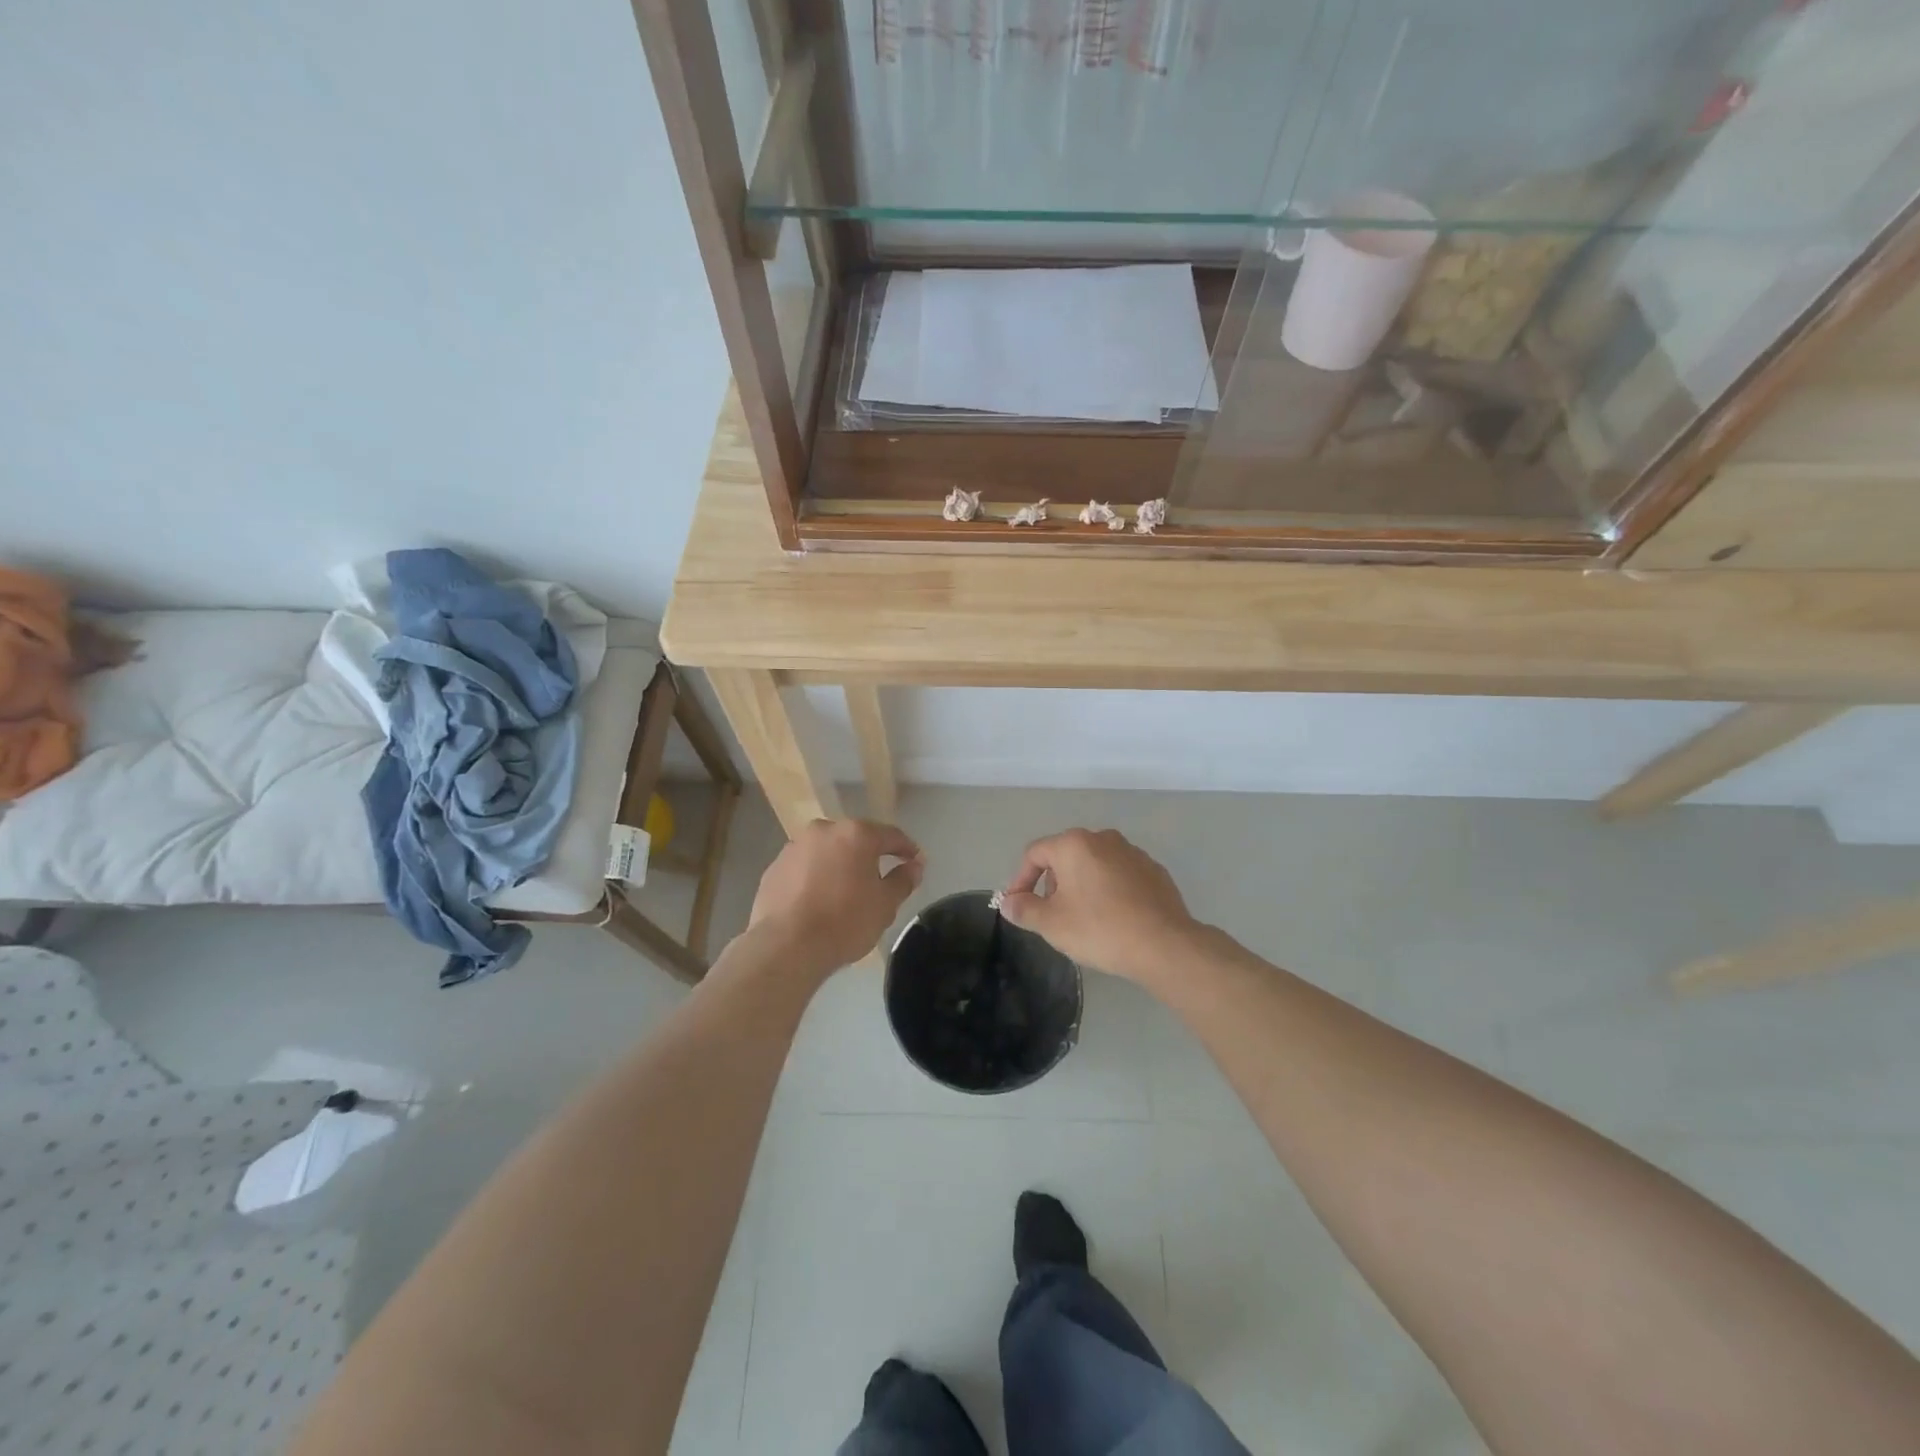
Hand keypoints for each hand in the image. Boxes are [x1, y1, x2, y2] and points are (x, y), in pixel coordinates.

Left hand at [749, 819, 924, 977]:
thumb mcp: (885, 904)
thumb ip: (903, 880)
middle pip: (854, 839)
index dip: (906, 848)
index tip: (915, 861)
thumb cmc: (845, 921)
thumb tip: (914, 866)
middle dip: (869, 855)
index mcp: (856, 834)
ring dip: (839, 864)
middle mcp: (824, 831)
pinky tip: (818, 900)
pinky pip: (804, 867)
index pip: (890, 835)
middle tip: (879, 877)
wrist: (787, 945)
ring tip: (845, 890)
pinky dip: (815, 877)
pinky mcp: (774, 867)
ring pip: (826, 851)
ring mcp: (795, 847)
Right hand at [996, 828, 1200, 984]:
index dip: (1020, 880)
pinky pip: (1120, 876)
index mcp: (1074, 844)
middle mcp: (1103, 838)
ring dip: (1082, 886)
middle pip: (1065, 856)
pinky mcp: (1154, 871)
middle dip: (1053, 883)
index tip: (1019, 906)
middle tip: (1053, 915)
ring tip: (1084, 919)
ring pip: (1095, 865)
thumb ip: (1024, 909)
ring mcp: (1133, 852)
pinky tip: (1114, 919)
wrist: (1164, 945)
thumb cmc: (1099, 929)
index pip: (1035, 853)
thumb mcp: (1051, 924)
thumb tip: (1009, 902)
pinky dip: (1109, 891)